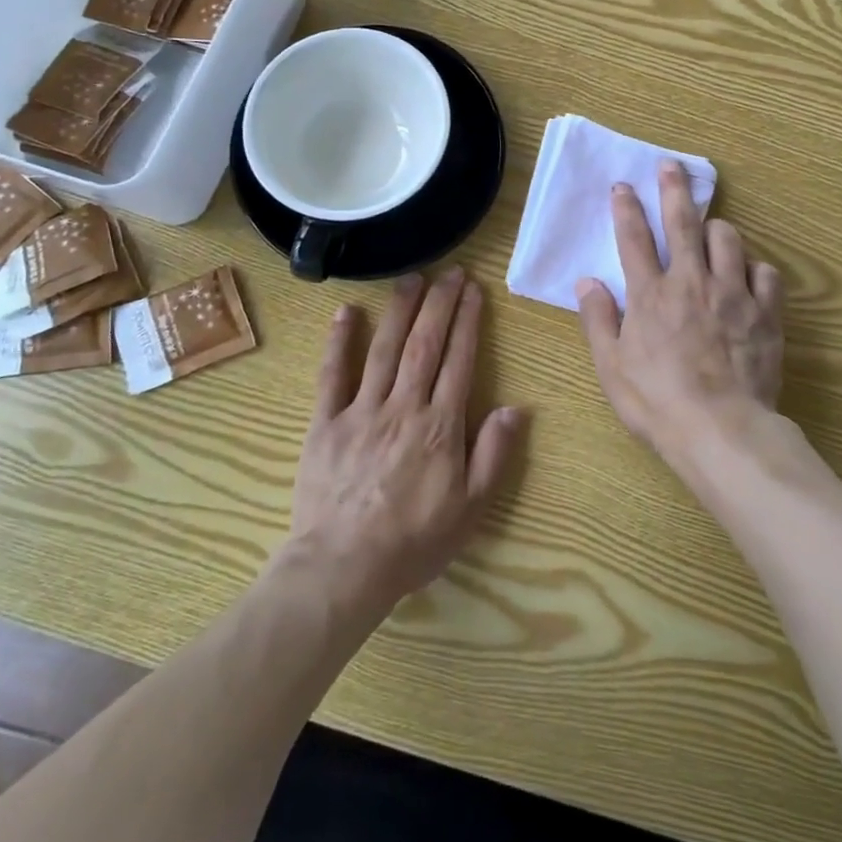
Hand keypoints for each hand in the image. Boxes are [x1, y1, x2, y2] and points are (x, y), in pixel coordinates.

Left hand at [289, 268, 526, 611]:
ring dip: (399, 310)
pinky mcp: (325, 423)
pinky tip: (345, 312)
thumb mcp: (471, 509)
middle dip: (439, 304)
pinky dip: (338, 341)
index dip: (468, 322)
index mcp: (440, 426)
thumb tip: (516, 407)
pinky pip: (331, 375)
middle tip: (450, 272)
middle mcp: (403, 407)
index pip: (458, 361)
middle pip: (425, 344)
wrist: (343, 568)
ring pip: (384, 349)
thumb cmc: (414, 542)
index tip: (474, 291)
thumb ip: (494, 455)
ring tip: (412, 278)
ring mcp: (361, 411)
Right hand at [576, 161, 784, 465]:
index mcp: (650, 294)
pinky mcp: (765, 312)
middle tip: (672, 167)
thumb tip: (587, 280)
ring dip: (718, 229)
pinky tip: (749, 278)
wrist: (720, 430)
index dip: (626, 208)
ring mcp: (732, 294)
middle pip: (682, 223)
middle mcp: (690, 282)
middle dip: (674, 189)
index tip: (622, 185)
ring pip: (729, 238)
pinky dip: (755, 270)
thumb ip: (598, 318)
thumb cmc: (656, 402)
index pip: (633, 238)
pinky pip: (766, 273)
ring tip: (712, 232)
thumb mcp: (611, 366)